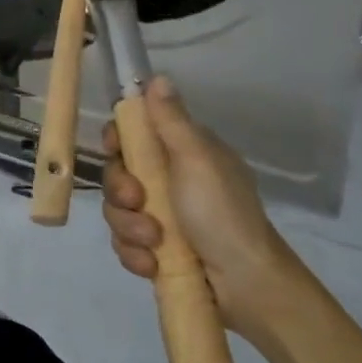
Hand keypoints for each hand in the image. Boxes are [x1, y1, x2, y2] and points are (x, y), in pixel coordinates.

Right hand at [102, 76, 314, 343]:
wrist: (246, 285)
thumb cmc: (222, 213)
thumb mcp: (196, 159)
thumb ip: (170, 120)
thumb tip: (157, 77)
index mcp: (182, 154)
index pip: (133, 134)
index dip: (116, 141)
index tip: (114, 150)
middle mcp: (169, 181)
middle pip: (117, 174)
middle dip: (121, 193)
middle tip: (139, 203)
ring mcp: (161, 217)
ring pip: (117, 211)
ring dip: (129, 228)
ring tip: (154, 243)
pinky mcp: (155, 250)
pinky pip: (124, 243)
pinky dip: (135, 254)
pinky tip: (152, 264)